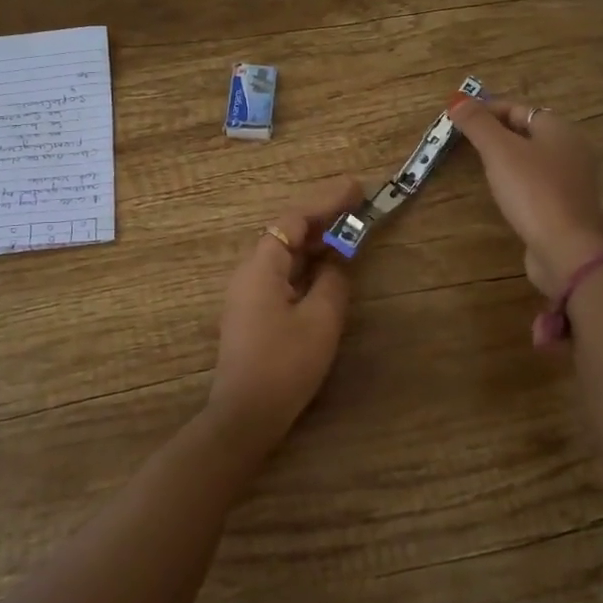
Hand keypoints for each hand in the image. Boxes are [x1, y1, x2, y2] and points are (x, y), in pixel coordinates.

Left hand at [208, 176, 361, 449]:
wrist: (246, 414)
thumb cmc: (285, 364)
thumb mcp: (321, 320)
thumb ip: (333, 281)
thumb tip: (337, 260)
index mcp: (261, 266)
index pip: (294, 219)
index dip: (326, 201)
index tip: (357, 188)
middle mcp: (249, 271)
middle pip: (285, 231)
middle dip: (321, 217)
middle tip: (357, 206)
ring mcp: (247, 292)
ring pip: (283, 253)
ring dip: (314, 240)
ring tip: (347, 229)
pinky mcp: (251, 311)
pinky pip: (280, 272)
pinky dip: (305, 263)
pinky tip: (325, 267)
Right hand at [451, 97, 602, 296]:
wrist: (566, 249)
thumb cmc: (533, 191)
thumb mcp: (499, 151)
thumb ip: (478, 124)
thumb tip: (457, 99)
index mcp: (560, 129)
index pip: (519, 108)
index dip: (488, 110)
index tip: (459, 119)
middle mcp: (572, 150)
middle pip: (529, 132)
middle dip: (498, 133)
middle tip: (466, 141)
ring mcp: (573, 181)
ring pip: (534, 159)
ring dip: (508, 158)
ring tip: (480, 164)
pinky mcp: (567, 207)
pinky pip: (538, 184)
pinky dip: (519, 181)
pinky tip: (504, 192)